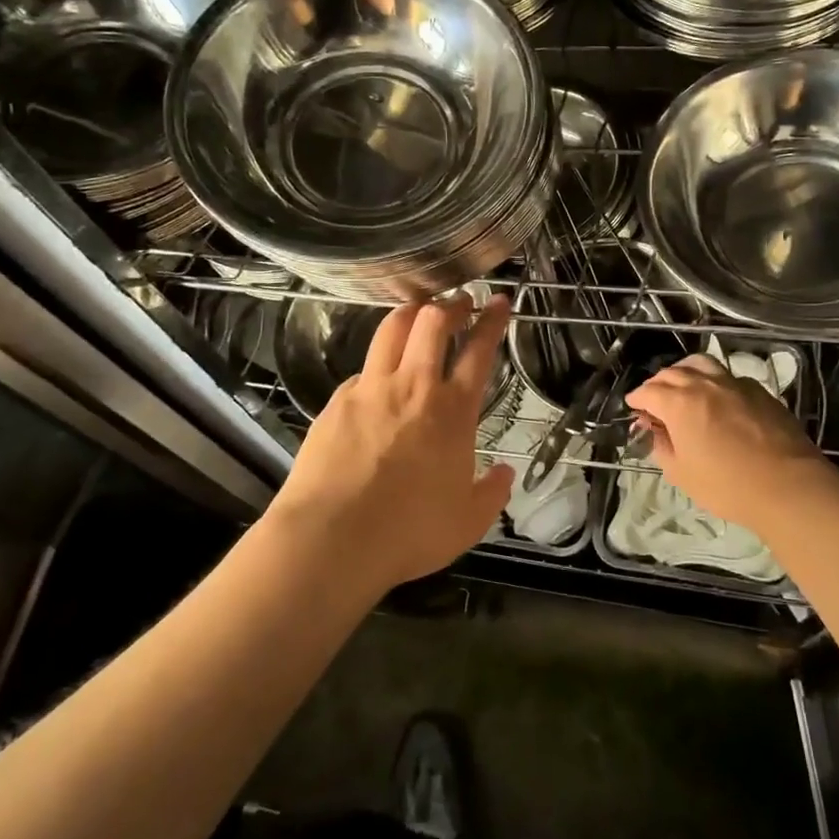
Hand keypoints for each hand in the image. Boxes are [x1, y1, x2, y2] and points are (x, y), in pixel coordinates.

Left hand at [270, 292, 513, 596]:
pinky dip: (377, 362)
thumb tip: (505, 474)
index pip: (480, 350)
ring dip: (411, 312)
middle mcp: (414, 387)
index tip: (498, 301)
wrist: (333, 538)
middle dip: (451, 303)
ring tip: (419, 310)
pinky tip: (377, 377)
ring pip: (392, 329)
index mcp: (453, 411)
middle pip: (433, 322)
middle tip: (459, 300)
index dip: (492, 320)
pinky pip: (362, 369)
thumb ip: (491, 493)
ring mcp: (371, 389)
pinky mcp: (337, 401)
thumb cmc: (409, 532)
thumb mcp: (468, 522)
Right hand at [625, 353, 828, 533]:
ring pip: (702, 364)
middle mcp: (704, 384)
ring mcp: (734, 383)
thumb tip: (653, 431)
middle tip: (654, 400)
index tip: (634, 408)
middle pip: (673, 373)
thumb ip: (661, 446)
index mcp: (679, 402)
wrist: (788, 486)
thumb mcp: (681, 473)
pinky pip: (728, 376)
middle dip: (658, 384)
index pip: (648, 391)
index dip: (637, 399)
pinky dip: (713, 381)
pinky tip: (717, 398)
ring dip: (685, 372)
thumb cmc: (727, 485)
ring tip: (683, 387)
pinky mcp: (760, 391)